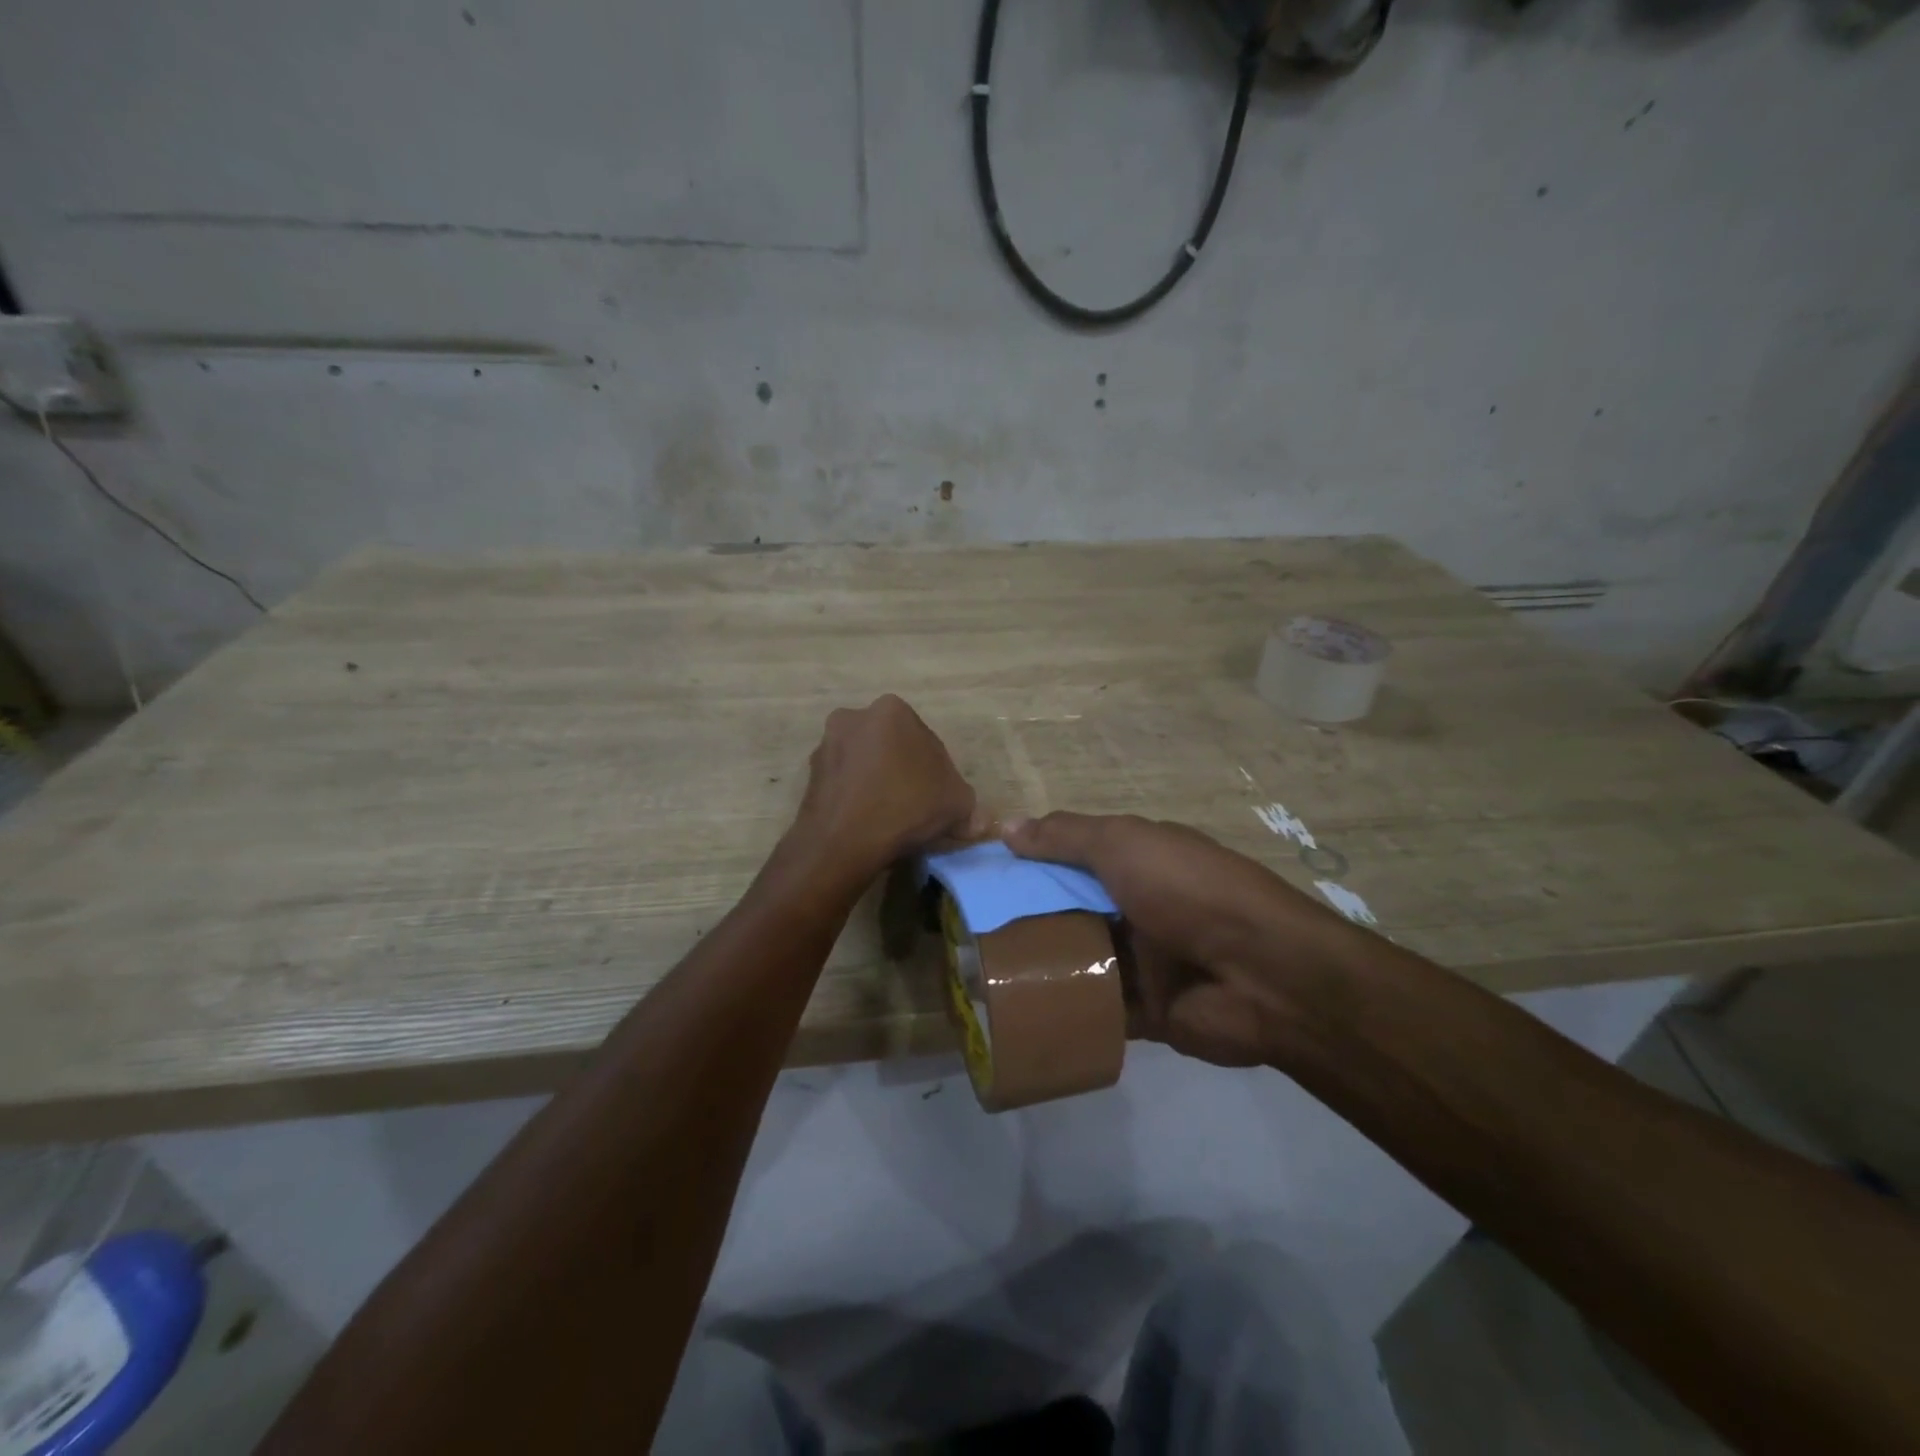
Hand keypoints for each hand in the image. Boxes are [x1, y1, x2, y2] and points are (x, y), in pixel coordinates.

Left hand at [793, 696, 985, 885]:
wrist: (844, 841)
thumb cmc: (907, 806)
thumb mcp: (957, 803)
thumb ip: (969, 806)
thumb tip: (976, 821)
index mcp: (892, 710)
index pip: (925, 740)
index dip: (937, 771)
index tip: (939, 797)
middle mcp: (854, 717)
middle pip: (891, 747)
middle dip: (904, 772)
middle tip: (917, 806)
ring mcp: (826, 745)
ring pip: (865, 764)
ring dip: (878, 783)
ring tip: (890, 819)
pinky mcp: (809, 775)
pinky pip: (844, 784)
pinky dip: (856, 797)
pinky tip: (867, 824)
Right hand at [1003, 813, 1356, 1066]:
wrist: (1263, 976)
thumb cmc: (1189, 892)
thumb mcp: (1124, 845)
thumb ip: (1066, 836)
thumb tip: (1006, 825)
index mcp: (1138, 861)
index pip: (1072, 856)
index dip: (1030, 862)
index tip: (983, 875)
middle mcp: (1139, 905)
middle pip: (1071, 908)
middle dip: (1027, 916)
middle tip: (970, 930)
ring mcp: (1144, 960)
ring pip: (1081, 958)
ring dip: (1042, 964)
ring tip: (981, 973)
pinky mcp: (1146, 1011)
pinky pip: (1096, 1008)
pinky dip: (1065, 1009)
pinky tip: (1018, 1011)